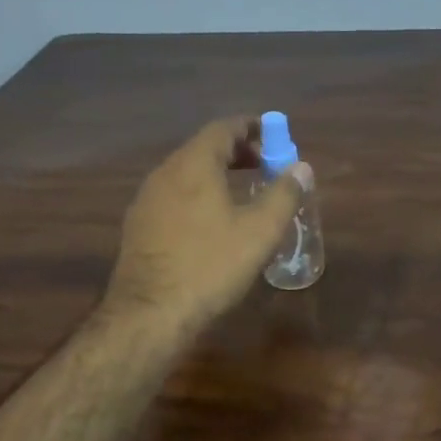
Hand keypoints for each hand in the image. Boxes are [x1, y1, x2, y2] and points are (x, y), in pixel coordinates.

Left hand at [105, 116, 312, 334]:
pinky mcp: (139, 225)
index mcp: (193, 165)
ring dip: (217, 173)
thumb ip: (284, 195)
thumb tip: (302, 167)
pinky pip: (174, 194)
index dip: (251, 127)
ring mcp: (146, 199)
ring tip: (243, 192)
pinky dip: (199, 193)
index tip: (274, 134)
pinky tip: (212, 220)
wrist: (150, 313)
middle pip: (203, 148)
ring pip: (187, 172)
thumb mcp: (259, 232)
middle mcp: (165, 173)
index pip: (223, 128)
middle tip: (265, 165)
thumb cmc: (211, 266)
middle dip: (237, 151)